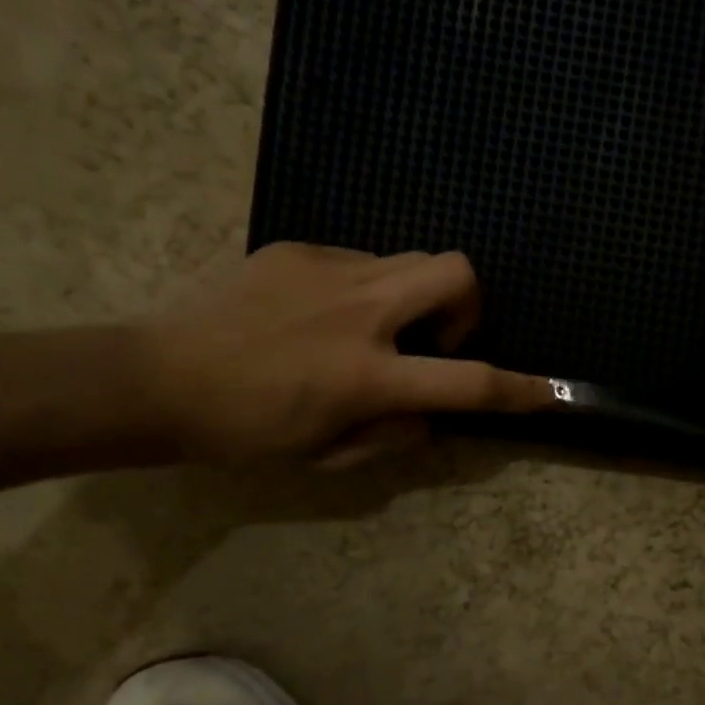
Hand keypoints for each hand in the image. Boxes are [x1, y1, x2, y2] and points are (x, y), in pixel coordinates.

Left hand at [135, 243, 551, 465]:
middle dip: (469, 303)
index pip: (468, 381)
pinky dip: (363, 290)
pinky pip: (359, 261)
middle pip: (456, 272)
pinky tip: (320, 316)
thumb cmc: (245, 431)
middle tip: (435, 339)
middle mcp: (360, 313)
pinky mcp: (297, 251)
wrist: (155, 379)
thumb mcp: (328, 453)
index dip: (519, 389)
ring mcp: (328, 273)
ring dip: (415, 296)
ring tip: (374, 329)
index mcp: (368, 375)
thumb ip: (393, 433)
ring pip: (411, 258)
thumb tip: (427, 413)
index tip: (549, 392)